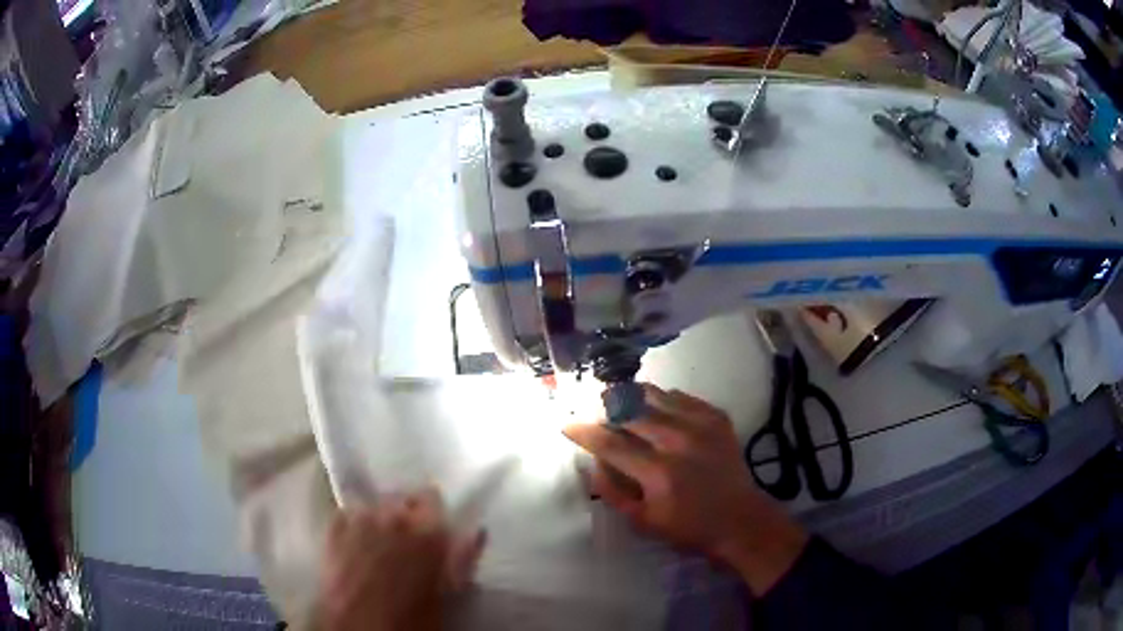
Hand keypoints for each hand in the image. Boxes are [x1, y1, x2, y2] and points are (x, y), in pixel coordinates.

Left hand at [317, 489, 485, 630]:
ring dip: (379, 517)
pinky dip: (355, 522)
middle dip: (406, 512)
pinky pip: (348, 513)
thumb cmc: (412, 615)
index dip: (432, 510)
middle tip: (408, 537)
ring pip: (373, 504)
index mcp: (428, 531)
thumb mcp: (448, 591)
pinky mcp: (334, 529)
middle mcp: (393, 516)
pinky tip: (356, 541)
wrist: (361, 624)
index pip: (432, 497)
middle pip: (401, 497)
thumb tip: (477, 531)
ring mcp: (360, 520)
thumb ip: (463, 557)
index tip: (434, 523)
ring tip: (380, 539)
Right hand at [563, 384, 807, 594]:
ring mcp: (701, 425)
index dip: (584, 432)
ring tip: (621, 399)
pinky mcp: (717, 417)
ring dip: (632, 396)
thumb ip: (612, 491)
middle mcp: (678, 441)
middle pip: (630, 411)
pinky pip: (681, 396)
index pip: (610, 443)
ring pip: (655, 395)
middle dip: (606, 408)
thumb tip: (594, 462)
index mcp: (657, 472)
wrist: (740, 519)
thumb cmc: (688, 527)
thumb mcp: (642, 521)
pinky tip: (657, 407)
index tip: (568, 425)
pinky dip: (662, 399)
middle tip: (596, 409)